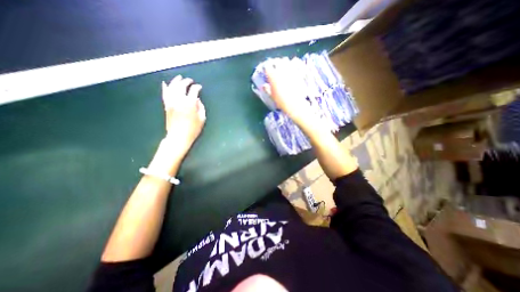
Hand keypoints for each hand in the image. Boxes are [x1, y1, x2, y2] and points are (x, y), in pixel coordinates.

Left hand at [162, 74, 205, 158]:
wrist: (179, 137)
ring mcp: (171, 102)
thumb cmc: (193, 129)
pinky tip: (165, 83)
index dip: (197, 87)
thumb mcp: (202, 119)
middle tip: (190, 80)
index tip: (199, 87)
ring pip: (172, 87)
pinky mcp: (166, 105)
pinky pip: (164, 94)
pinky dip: (165, 88)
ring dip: (176, 81)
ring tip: (179, 78)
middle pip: (182, 86)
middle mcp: (179, 100)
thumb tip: (197, 100)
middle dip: (187, 81)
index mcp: (190, 103)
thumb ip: (201, 107)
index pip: (194, 90)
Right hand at [264, 59, 311, 125]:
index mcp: (272, 76)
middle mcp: (280, 71)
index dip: (266, 68)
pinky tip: (291, 67)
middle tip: (274, 66)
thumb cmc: (281, 101)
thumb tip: (264, 86)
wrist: (294, 104)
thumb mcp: (272, 96)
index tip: (266, 71)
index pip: (267, 67)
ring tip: (282, 66)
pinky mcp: (297, 72)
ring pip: (285, 61)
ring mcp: (289, 71)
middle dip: (274, 63)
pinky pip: (294, 64)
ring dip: (283, 62)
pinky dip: (292, 63)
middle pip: (276, 61)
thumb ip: (267, 89)